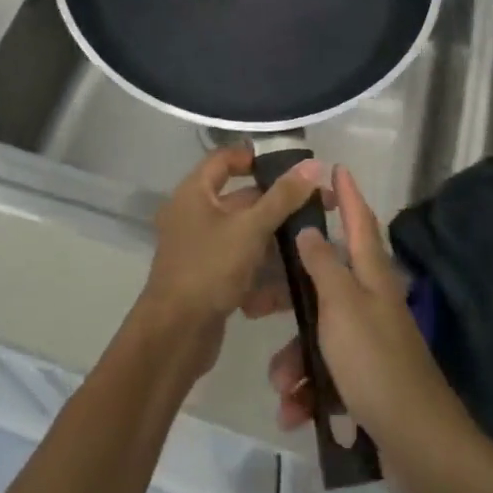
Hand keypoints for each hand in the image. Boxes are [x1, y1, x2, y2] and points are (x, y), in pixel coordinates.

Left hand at [132, 146, 322, 380]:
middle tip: (317, 208)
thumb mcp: (250, 228)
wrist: (175, 335)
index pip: (224, 160)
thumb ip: (282, 197)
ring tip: (313, 244)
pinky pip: (241, 266)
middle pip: (240, 200)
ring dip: (275, 241)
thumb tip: (313, 165)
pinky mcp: (208, 280)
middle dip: (277, 205)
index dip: (254, 158)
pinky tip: (292, 285)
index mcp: (194, 193)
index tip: (290, 166)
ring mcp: (200, 250)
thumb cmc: (209, 268)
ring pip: (244, 236)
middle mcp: (193, 216)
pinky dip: (263, 273)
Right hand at [261, 166, 471, 492]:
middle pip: (323, 283)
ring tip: (282, 387)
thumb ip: (322, 265)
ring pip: (317, 336)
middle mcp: (371, 303)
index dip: (348, 195)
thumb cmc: (375, 362)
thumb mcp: (341, 306)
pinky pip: (325, 375)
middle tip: (253, 302)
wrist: (418, 444)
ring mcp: (368, 343)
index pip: (359, 222)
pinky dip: (308, 391)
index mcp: (371, 277)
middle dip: (287, 296)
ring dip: (293, 359)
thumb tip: (310, 229)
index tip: (335, 169)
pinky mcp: (364, 381)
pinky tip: (296, 413)